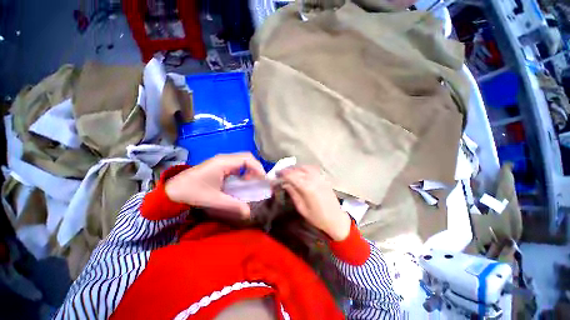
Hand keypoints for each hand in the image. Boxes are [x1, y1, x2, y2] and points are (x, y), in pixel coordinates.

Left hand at [165, 153, 265, 218]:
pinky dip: (243, 171)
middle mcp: (224, 158)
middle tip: (260, 181)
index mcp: (223, 163)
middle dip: (256, 168)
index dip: (258, 168)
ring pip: (242, 160)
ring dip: (250, 169)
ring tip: (252, 182)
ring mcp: (221, 161)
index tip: (264, 180)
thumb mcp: (214, 200)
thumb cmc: (192, 192)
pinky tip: (241, 181)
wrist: (171, 190)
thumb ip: (233, 205)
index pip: (247, 160)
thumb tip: (249, 212)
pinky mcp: (219, 165)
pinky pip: (236, 165)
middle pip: (246, 157)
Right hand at [279, 166, 350, 240]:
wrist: (336, 219)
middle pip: (297, 169)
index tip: (276, 175)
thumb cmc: (317, 217)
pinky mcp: (324, 177)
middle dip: (287, 170)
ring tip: (289, 172)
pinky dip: (304, 168)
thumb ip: (293, 193)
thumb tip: (284, 183)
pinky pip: (312, 168)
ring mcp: (320, 177)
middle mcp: (314, 179)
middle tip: (280, 173)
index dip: (282, 173)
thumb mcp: (301, 208)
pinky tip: (301, 172)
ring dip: (296, 168)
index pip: (291, 175)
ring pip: (305, 167)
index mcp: (307, 187)